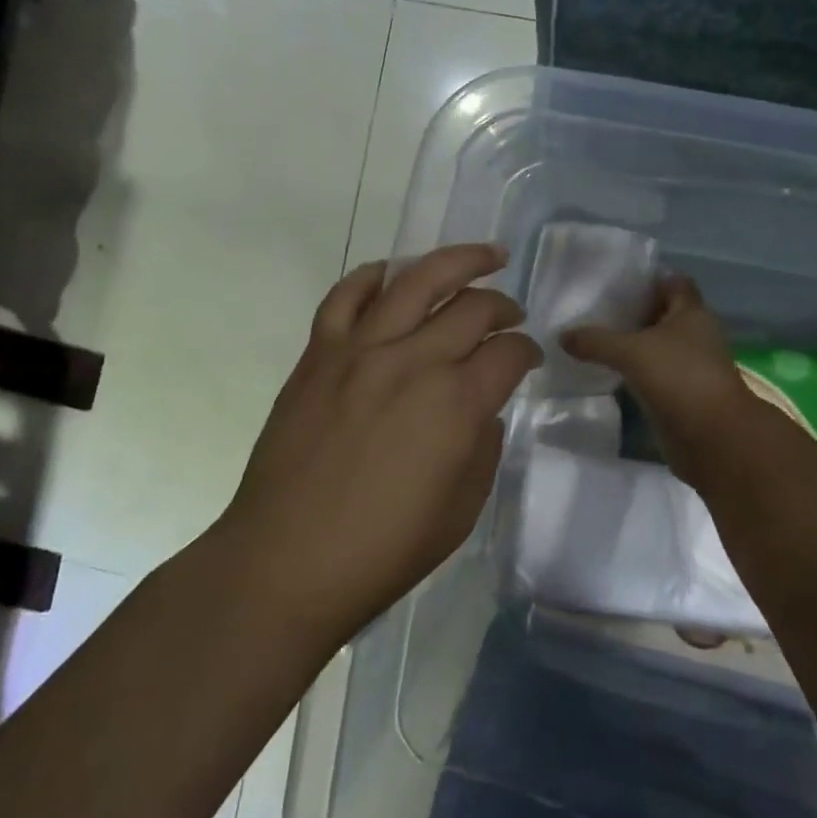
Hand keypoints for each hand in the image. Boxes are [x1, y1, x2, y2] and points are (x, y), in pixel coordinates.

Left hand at [218, 244, 540, 642]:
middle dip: (504, 305)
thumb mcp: (462, 510)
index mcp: (457, 404)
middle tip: (512, 314)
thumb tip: (481, 407)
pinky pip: (346, 295)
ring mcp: (360, 350)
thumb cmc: (383, 550)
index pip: (509, 352)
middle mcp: (413, 361)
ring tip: (484, 256)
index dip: (529, 351)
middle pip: (473, 306)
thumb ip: (483, 446)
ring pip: (417, 279)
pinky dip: (375, 275)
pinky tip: (393, 274)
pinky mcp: (319, 354)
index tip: (529, 359)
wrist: (287, 561)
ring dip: (459, 261)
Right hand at [561, 274, 756, 471]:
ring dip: (632, 344)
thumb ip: (596, 341)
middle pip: (662, 314)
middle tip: (595, 311)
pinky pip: (654, 373)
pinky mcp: (682, 393)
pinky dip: (635, 371)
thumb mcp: (631, 352)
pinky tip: (608, 371)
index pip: (672, 282)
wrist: (713, 438)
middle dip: (633, 312)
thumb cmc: (679, 378)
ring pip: (657, 346)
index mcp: (692, 313)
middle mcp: (695, 334)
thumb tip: (562, 336)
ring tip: (594, 339)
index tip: (614, 282)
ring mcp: (690, 366)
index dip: (646, 279)